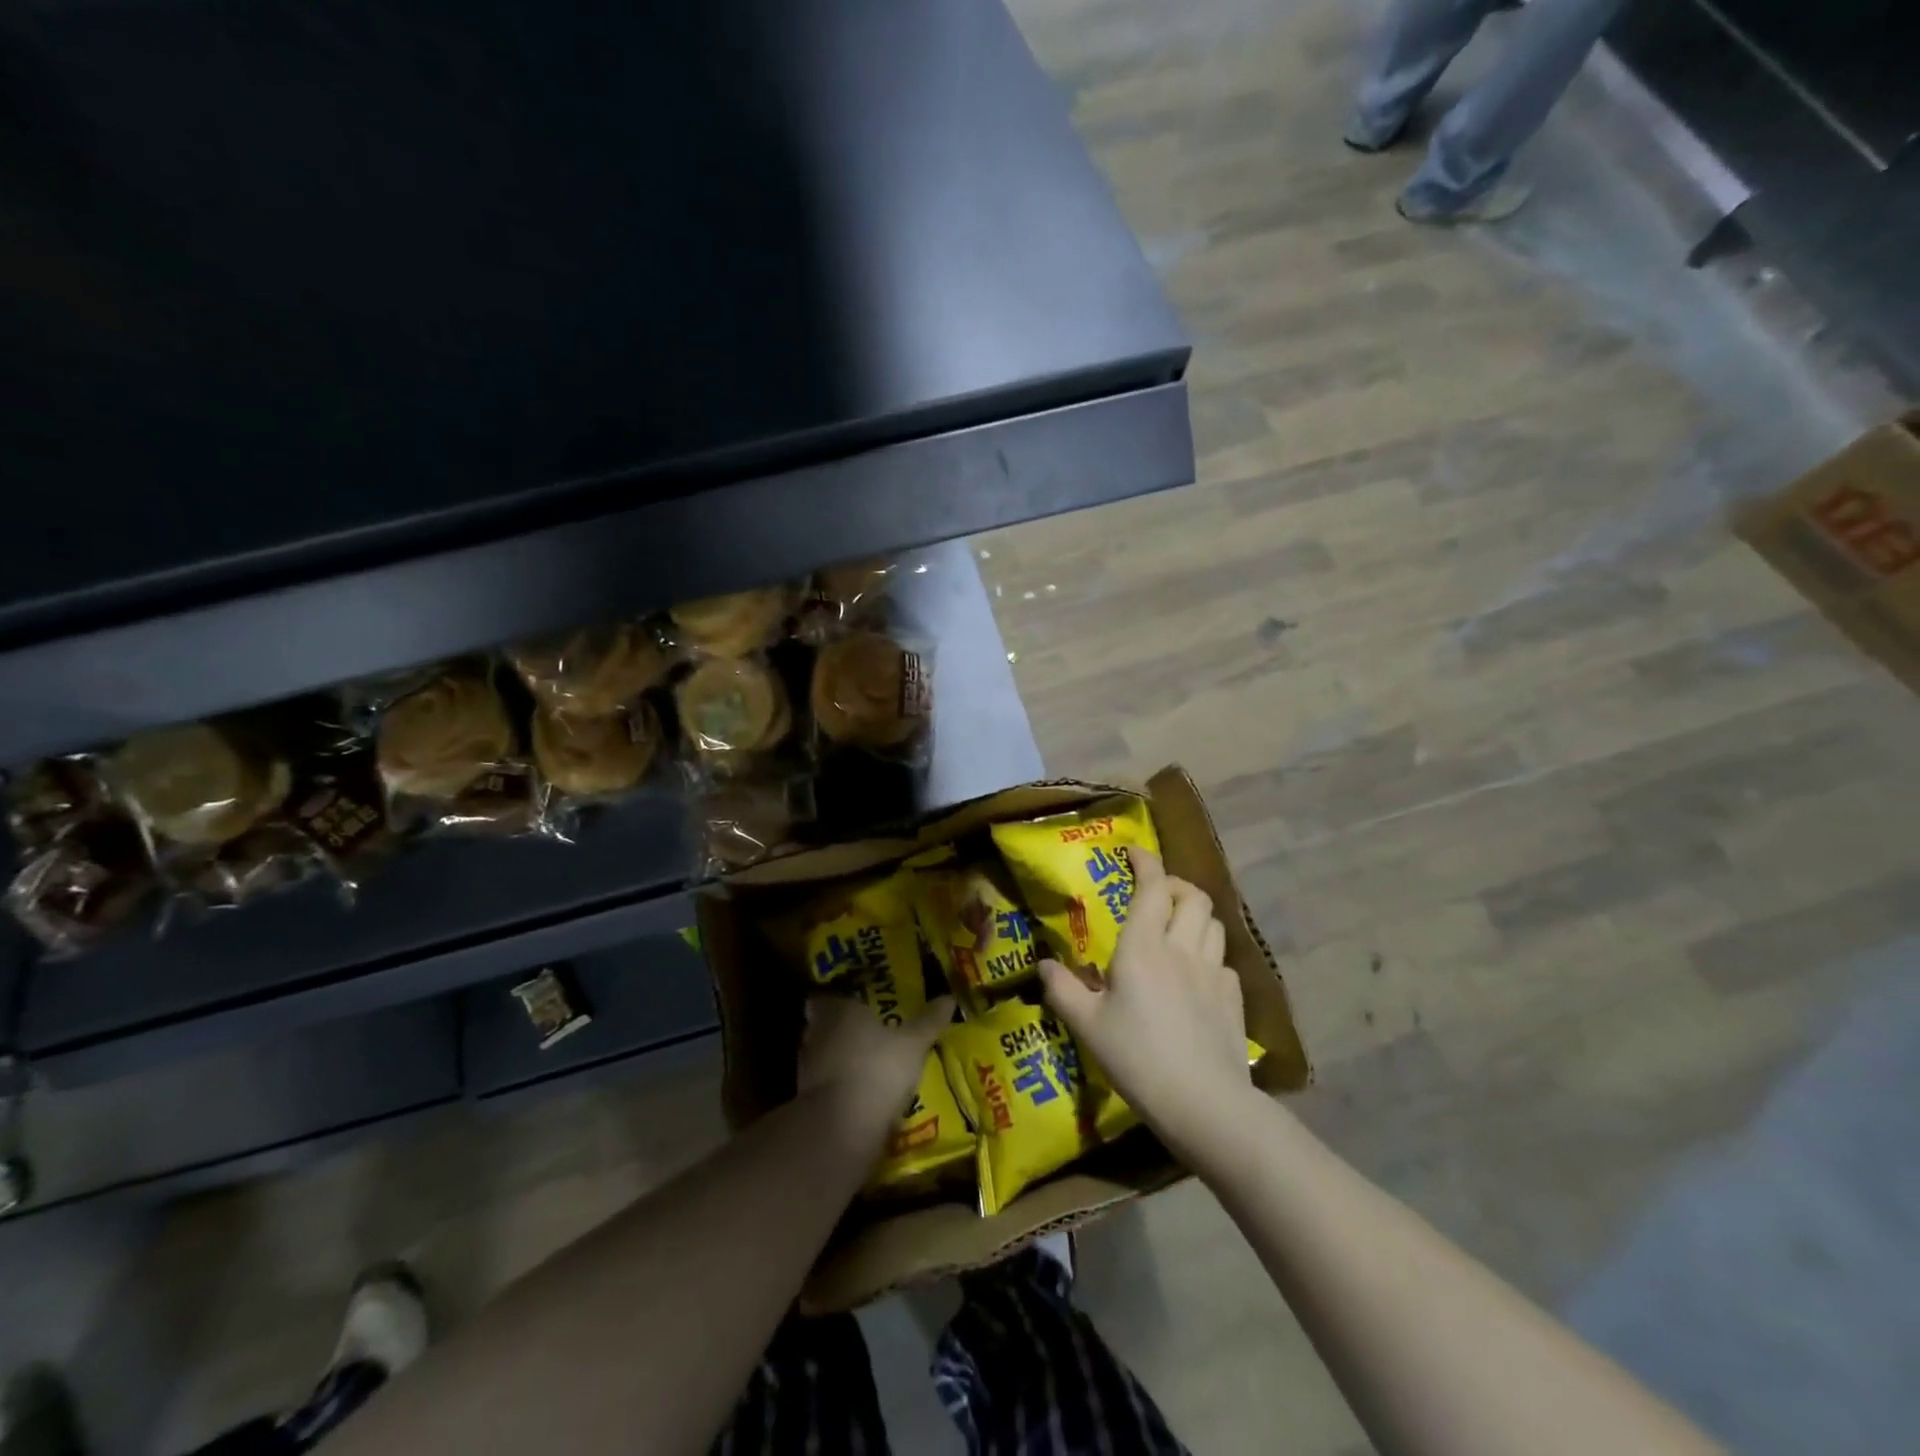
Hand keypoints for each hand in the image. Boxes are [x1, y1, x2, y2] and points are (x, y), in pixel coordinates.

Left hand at [797, 993, 954, 1149]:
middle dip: (839, 1029)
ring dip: (836, 1060)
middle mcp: (818, 1033)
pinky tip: (856, 1095)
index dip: (839, 1002)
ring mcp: (807, 1068)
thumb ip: (928, 1022)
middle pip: (822, 1026)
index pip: (829, 998)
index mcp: (840, 1011)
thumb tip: (948, 998)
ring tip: (863, 1065)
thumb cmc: (878, 1069)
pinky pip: (823, 1085)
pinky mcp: (806, 1101)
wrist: (841, 1127)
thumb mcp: (913, 1044)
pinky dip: (836, 1087)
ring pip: (821, 1056)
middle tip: (864, 1033)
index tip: (854, 1005)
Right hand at [1039, 848, 1252, 1160]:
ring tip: (1177, 928)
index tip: (1132, 852)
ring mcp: (1214, 973)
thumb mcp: (1087, 1026)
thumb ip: (1062, 990)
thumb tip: (1043, 965)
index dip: (1145, 861)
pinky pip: (1224, 961)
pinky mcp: (1234, 999)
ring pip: (1213, 924)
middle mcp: (1182, 948)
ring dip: (1195, 915)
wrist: (1204, 1103)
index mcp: (1144, 946)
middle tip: (1155, 894)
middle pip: (1192, 896)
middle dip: (1175, 885)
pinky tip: (1197, 975)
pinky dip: (1209, 954)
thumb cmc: (1137, 1057)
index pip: (1152, 886)